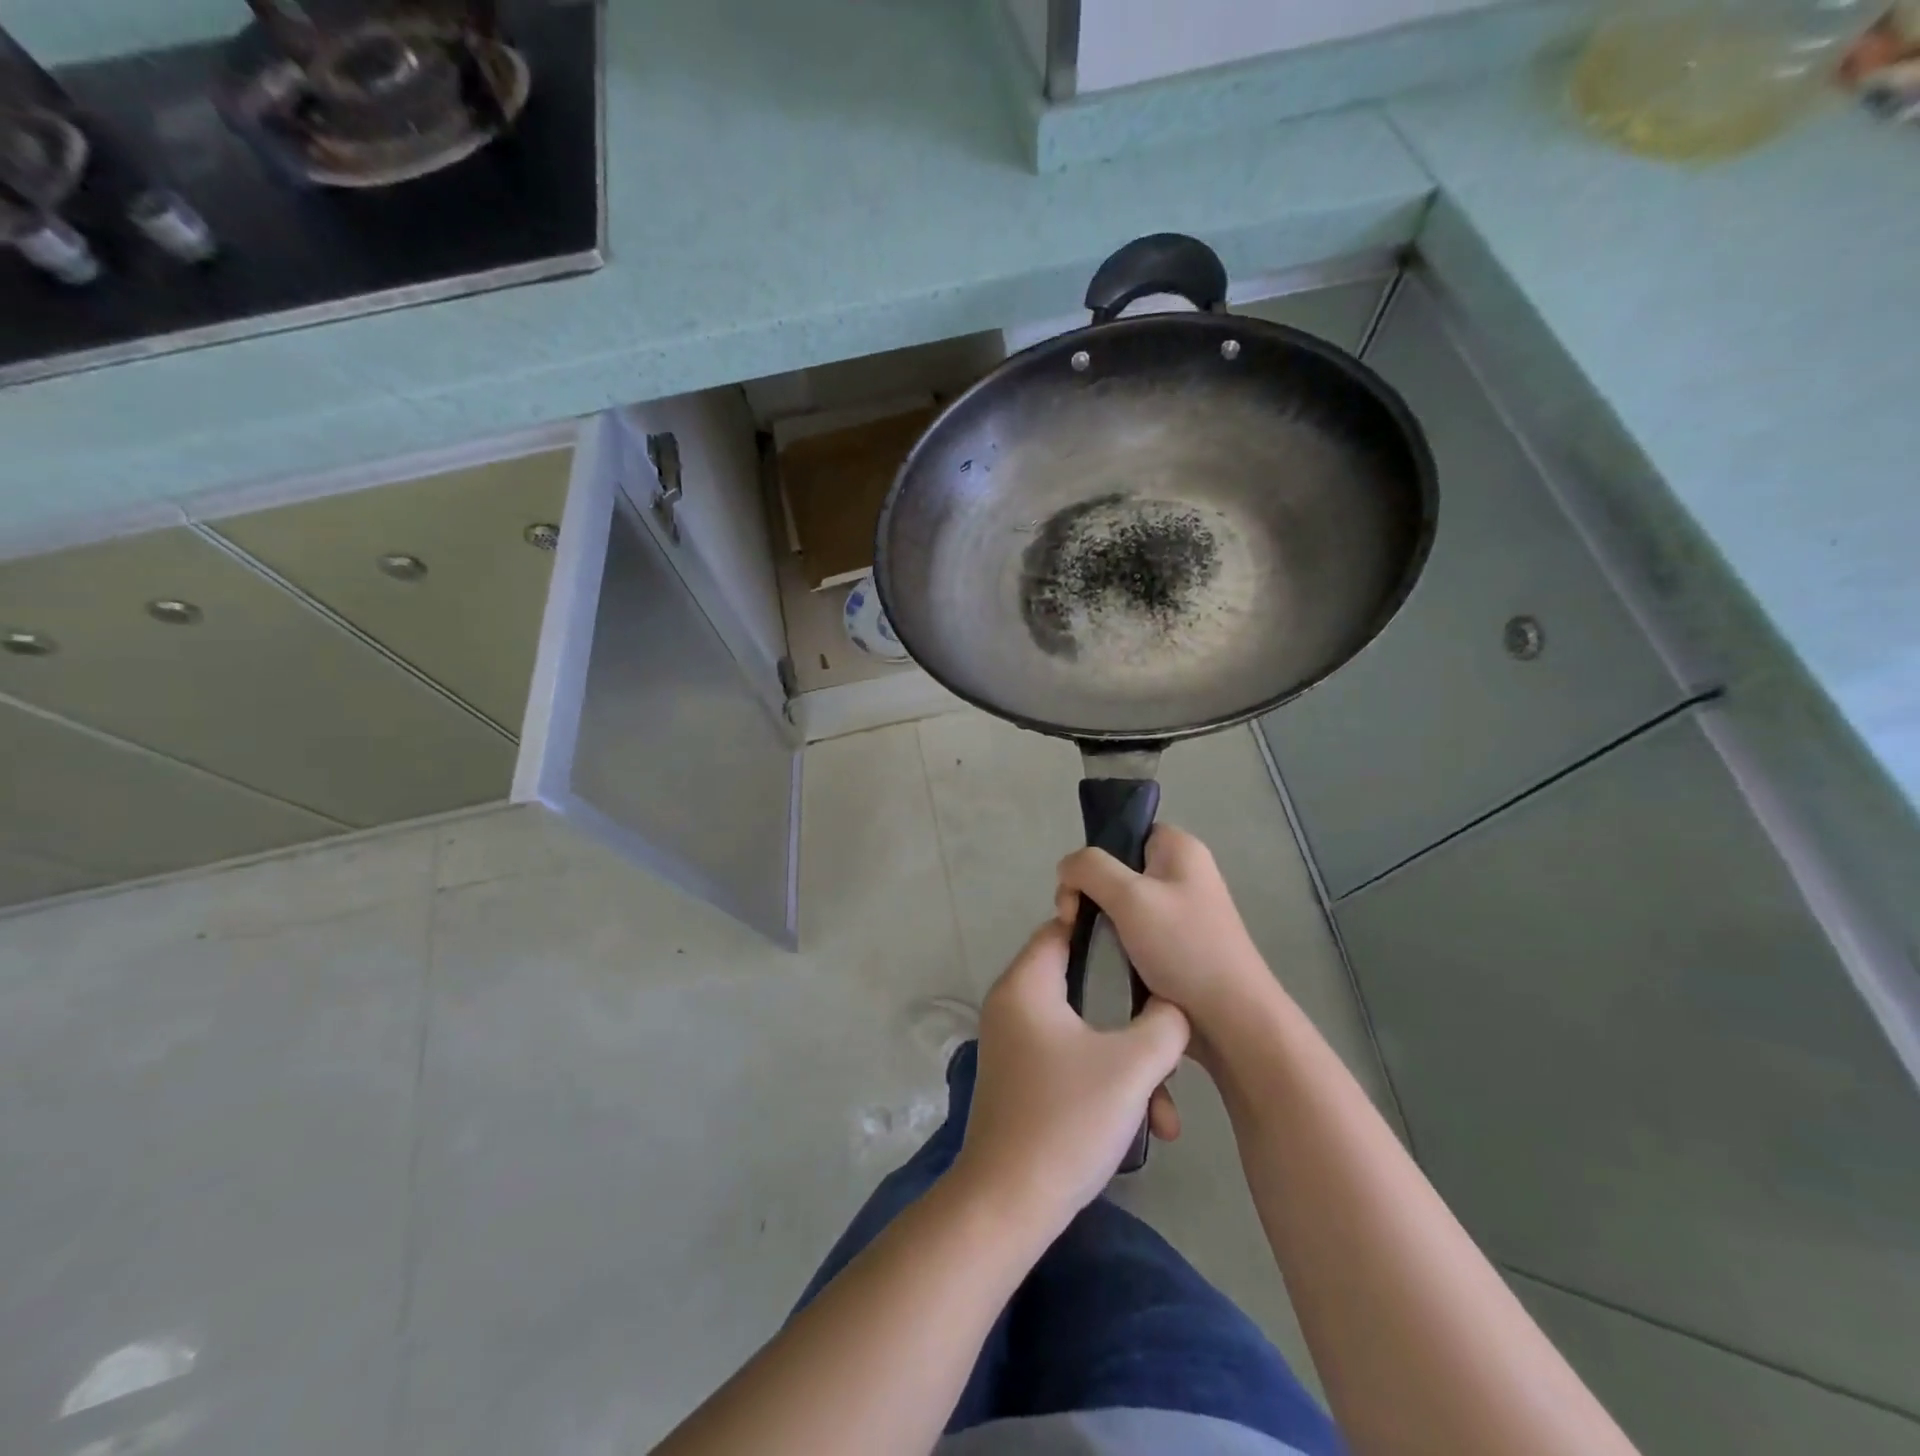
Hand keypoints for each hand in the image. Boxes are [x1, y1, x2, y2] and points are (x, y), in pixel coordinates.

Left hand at [950, 919, 1189, 1238]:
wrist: (1009, 1204)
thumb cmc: (1068, 1119)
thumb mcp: (1132, 1066)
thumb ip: (1164, 1023)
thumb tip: (1172, 1006)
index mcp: (1026, 985)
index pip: (1064, 929)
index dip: (1107, 933)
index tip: (1150, 951)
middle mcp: (1013, 1005)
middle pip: (1082, 985)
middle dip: (1132, 1016)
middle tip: (1169, 1038)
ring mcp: (1014, 1045)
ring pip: (1084, 1031)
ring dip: (1127, 1063)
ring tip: (1166, 1112)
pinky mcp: (1022, 1079)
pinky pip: (1071, 1060)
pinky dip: (1105, 1081)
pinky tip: (1145, 1125)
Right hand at [1056, 825, 1278, 1067]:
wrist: (1232, 1019)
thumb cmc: (1183, 948)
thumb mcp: (1130, 897)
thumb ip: (1089, 868)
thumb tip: (1066, 868)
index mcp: (1178, 848)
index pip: (1123, 832)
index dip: (1094, 857)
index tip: (1078, 891)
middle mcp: (1182, 872)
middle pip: (1116, 868)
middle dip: (1088, 894)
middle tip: (1072, 923)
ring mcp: (1181, 910)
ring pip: (1120, 904)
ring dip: (1098, 923)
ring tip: (1088, 948)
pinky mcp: (1177, 944)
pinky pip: (1133, 931)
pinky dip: (1114, 944)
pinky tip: (1106, 963)